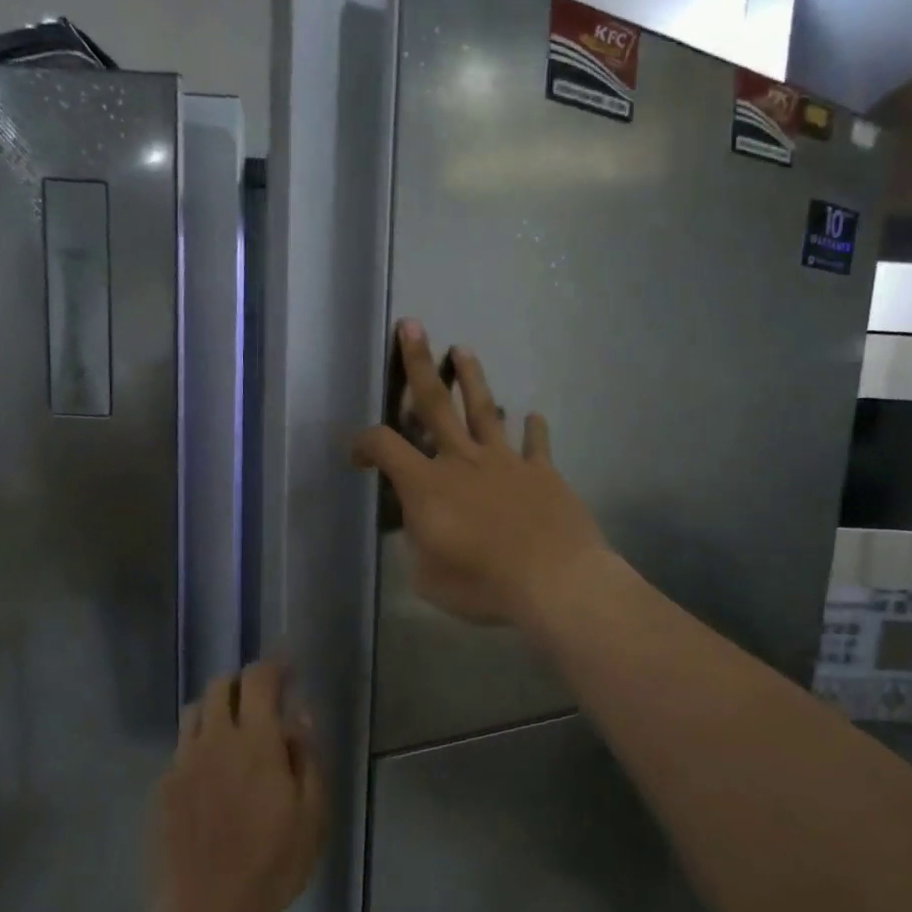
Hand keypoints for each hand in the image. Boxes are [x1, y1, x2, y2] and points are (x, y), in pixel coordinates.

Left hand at [151, 662, 325, 911]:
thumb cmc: (273, 863)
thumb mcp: (311, 812)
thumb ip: (306, 757)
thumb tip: (299, 717)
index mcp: (255, 741)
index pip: (258, 679)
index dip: (274, 666)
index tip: (288, 670)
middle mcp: (213, 740)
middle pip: (218, 686)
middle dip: (242, 683)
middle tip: (261, 701)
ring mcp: (182, 763)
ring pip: (193, 713)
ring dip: (216, 709)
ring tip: (233, 733)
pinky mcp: (162, 789)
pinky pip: (181, 750)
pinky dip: (199, 746)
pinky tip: (212, 777)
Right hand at [352, 320, 607, 627]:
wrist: (554, 580)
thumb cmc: (484, 584)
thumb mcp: (430, 578)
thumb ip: (419, 547)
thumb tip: (422, 529)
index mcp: (427, 485)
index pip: (384, 447)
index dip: (363, 444)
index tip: (357, 454)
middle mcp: (463, 460)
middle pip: (434, 403)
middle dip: (419, 363)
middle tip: (411, 327)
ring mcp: (506, 461)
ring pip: (483, 409)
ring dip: (472, 378)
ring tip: (464, 350)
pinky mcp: (542, 471)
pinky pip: (535, 442)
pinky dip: (533, 428)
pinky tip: (533, 415)